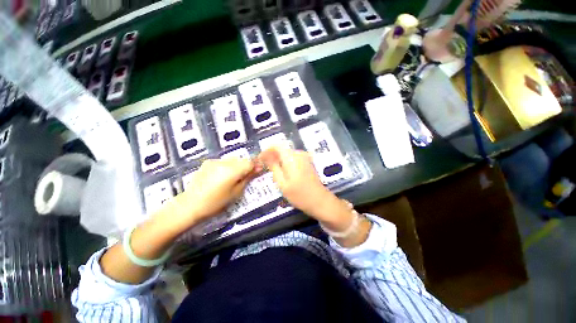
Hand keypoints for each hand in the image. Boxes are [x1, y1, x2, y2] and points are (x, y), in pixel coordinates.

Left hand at [156, 158, 256, 234]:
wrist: (190, 205)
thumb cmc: (216, 203)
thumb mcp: (236, 192)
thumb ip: (248, 178)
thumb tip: (258, 168)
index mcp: (232, 170)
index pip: (250, 162)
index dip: (255, 166)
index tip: (257, 172)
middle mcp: (224, 162)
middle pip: (242, 160)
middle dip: (246, 166)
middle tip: (245, 177)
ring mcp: (214, 161)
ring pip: (233, 160)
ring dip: (237, 166)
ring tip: (232, 178)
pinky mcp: (207, 162)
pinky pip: (223, 162)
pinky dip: (227, 166)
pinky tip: (221, 177)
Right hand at [258, 147, 340, 221]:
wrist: (319, 201)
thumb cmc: (299, 195)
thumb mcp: (282, 183)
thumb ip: (273, 167)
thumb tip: (265, 156)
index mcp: (291, 158)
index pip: (276, 146)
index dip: (267, 151)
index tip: (260, 159)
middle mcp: (299, 154)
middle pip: (281, 149)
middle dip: (272, 156)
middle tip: (265, 168)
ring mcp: (304, 157)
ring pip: (286, 154)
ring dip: (279, 160)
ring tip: (273, 171)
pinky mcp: (307, 162)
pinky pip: (292, 158)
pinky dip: (286, 162)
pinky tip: (283, 173)